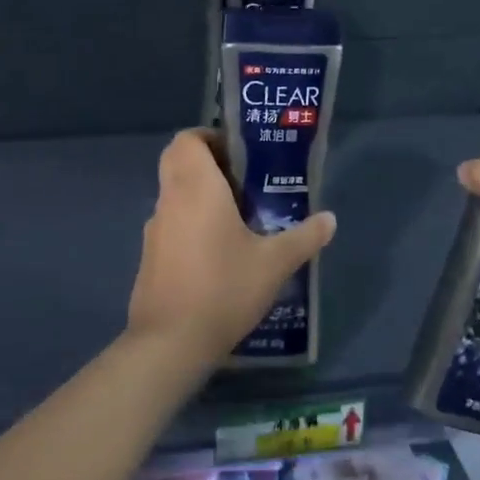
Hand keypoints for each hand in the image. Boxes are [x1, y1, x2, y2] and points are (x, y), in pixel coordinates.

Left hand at [127, 130, 336, 366]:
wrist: (171, 342)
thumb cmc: (224, 289)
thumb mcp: (274, 264)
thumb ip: (304, 237)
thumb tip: (330, 219)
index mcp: (196, 188)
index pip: (187, 140)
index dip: (209, 137)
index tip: (238, 152)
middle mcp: (170, 200)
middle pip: (177, 161)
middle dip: (206, 163)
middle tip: (242, 180)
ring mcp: (154, 229)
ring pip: (173, 194)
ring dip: (198, 194)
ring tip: (238, 217)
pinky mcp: (149, 256)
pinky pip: (170, 223)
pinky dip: (189, 223)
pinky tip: (217, 252)